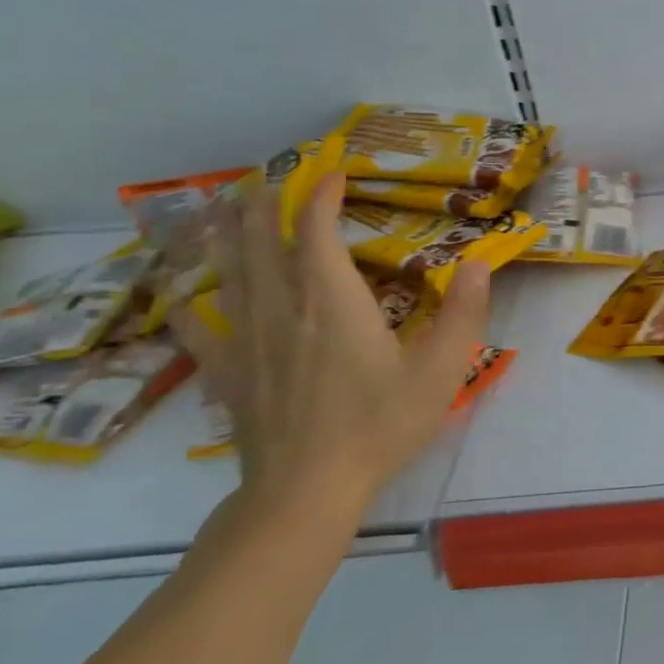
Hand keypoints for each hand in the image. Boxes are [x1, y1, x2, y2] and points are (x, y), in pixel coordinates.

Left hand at [174, 171, 490, 521]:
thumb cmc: (380, 424)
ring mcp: (247, 342)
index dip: (323, 197)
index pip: (319, 233)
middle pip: (262, 243)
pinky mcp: (227, 375)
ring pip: (229, 275)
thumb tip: (479, 262)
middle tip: (265, 177)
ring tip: (220, 211)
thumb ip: (464, 312)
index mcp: (333, 303)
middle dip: (264, 205)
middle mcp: (283, 309)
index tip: (334, 172)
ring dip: (226, 237)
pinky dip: (191, 304)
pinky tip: (183, 298)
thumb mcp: (441, 369)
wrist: (306, 491)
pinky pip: (199, 329)